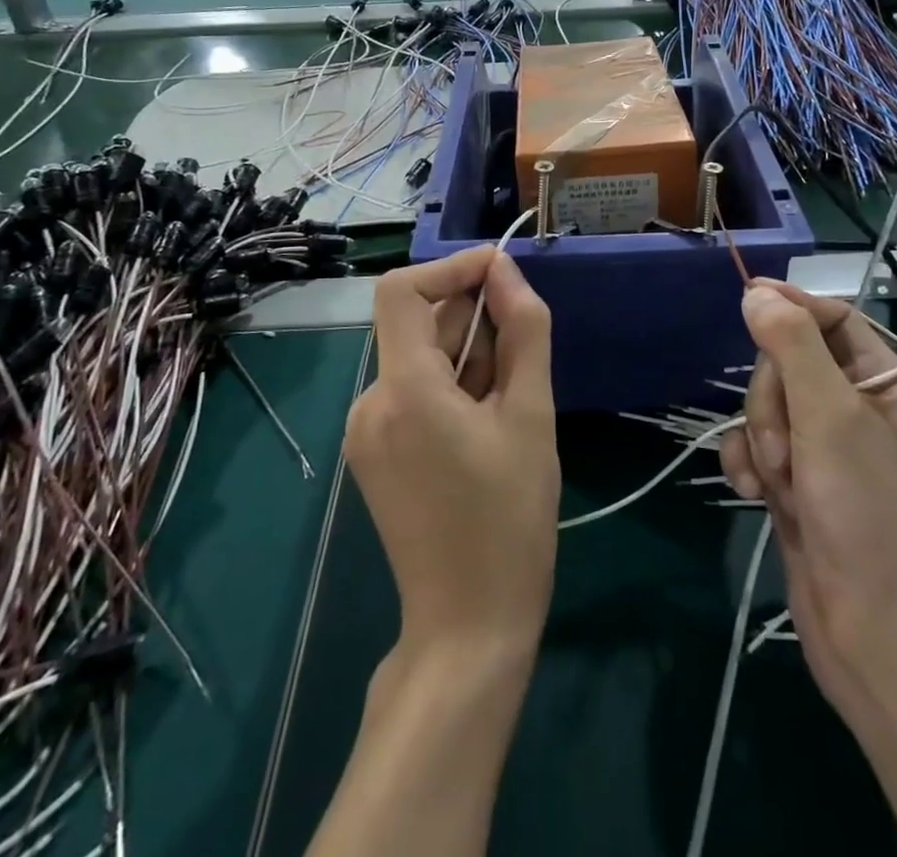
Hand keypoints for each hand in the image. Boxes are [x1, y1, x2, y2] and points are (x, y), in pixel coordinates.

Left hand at [349, 249, 557, 661]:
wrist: (468, 627)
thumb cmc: (510, 519)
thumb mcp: (531, 415)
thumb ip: (523, 332)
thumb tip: (505, 272)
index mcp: (403, 390)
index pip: (402, 290)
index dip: (451, 268)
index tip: (502, 274)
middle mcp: (369, 402)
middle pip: (416, 325)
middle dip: (472, 320)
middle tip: (523, 355)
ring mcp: (365, 431)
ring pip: (417, 358)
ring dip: (466, 356)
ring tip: (510, 402)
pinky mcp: (372, 453)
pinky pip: (410, 391)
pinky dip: (449, 385)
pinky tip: (486, 425)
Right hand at [720, 280, 896, 731]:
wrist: (873, 636)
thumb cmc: (866, 515)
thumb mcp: (831, 417)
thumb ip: (792, 347)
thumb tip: (756, 292)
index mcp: (885, 385)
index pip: (834, 319)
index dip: (793, 307)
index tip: (748, 301)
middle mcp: (855, 410)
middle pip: (789, 363)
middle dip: (772, 399)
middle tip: (786, 446)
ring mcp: (823, 450)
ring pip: (766, 405)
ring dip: (760, 437)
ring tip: (778, 481)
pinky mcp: (796, 483)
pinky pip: (754, 446)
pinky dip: (747, 464)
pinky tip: (752, 492)